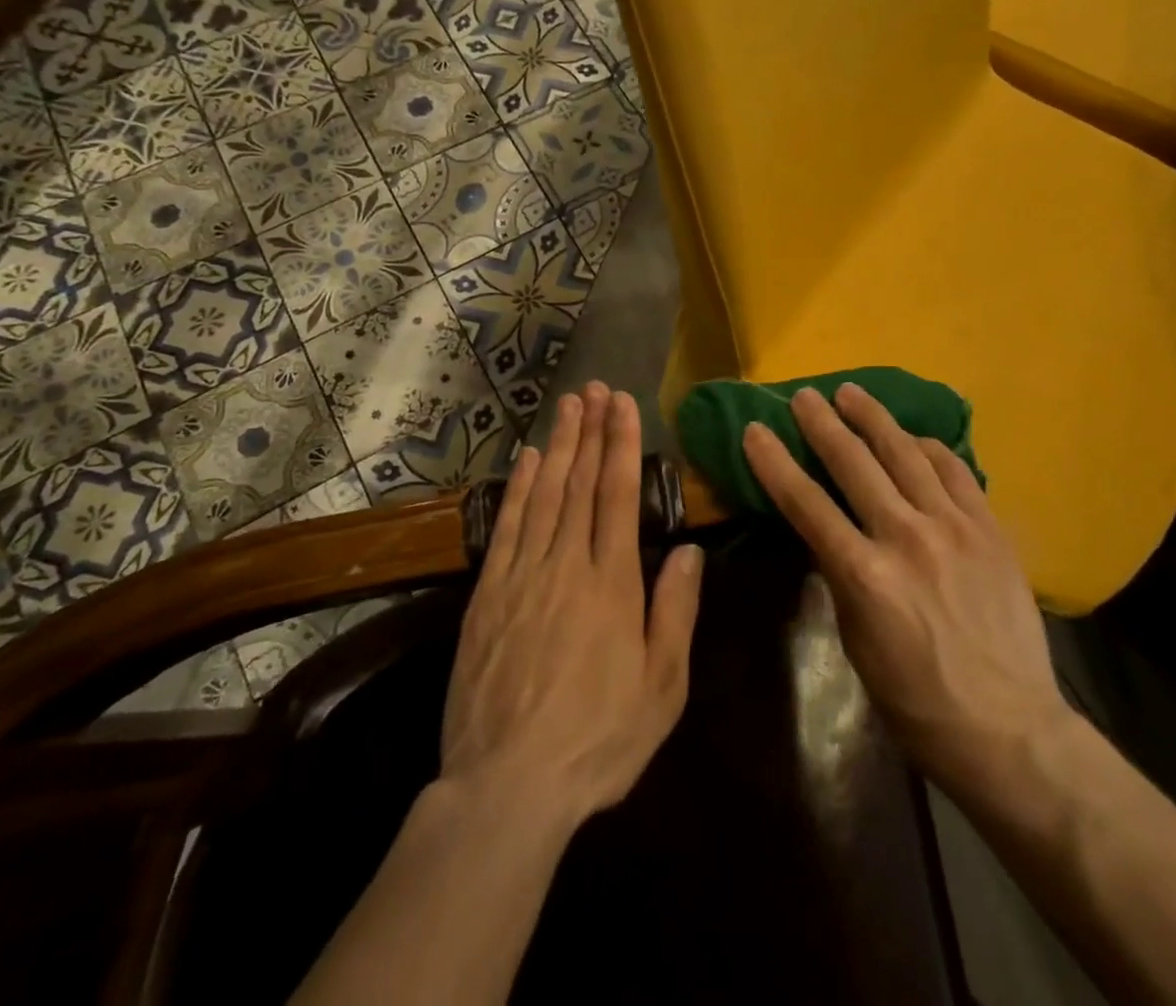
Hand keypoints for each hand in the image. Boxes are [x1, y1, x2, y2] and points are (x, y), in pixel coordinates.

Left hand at [441, 382, 704, 829]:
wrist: (508, 786)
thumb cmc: (598, 739)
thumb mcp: (663, 687)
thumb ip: (676, 612)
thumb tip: (687, 549)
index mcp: (613, 584)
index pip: (618, 496)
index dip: (622, 445)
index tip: (624, 404)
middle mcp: (567, 566)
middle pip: (581, 484)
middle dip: (591, 431)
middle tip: (595, 388)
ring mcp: (523, 576)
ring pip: (545, 496)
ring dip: (560, 446)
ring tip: (568, 406)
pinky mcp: (488, 595)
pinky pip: (508, 528)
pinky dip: (520, 488)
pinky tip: (530, 461)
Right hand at [741, 384, 1066, 801]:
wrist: (1008, 727)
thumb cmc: (916, 701)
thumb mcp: (856, 642)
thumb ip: (842, 577)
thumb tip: (830, 532)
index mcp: (864, 576)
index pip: (805, 503)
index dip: (775, 463)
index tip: (755, 430)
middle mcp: (906, 538)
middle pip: (853, 464)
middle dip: (822, 424)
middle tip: (804, 396)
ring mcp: (953, 527)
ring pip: (905, 453)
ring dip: (873, 418)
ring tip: (851, 392)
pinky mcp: (989, 528)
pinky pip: (954, 470)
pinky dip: (928, 447)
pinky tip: (912, 436)